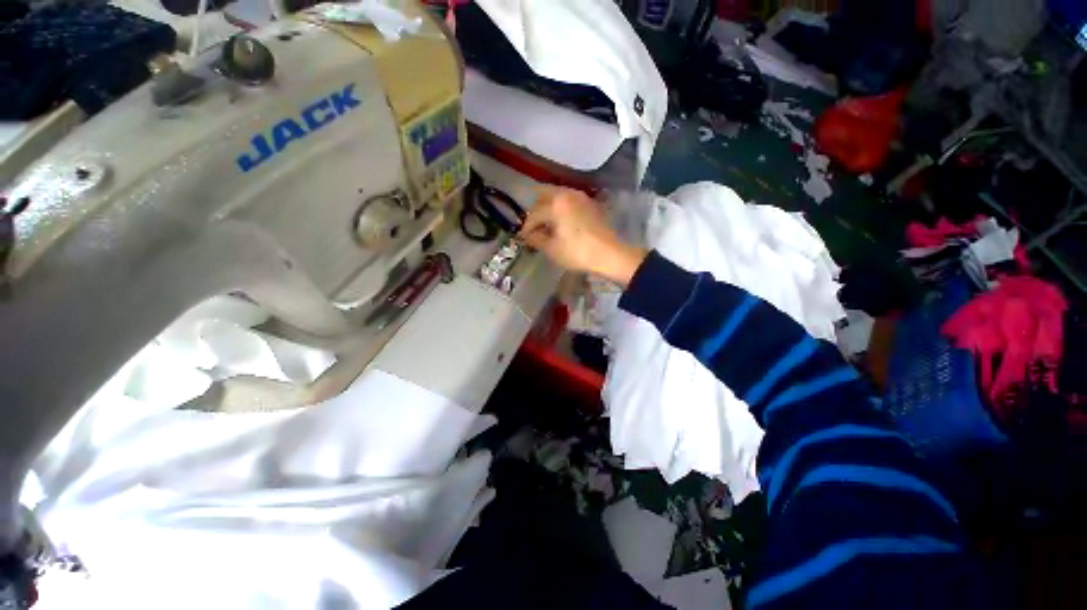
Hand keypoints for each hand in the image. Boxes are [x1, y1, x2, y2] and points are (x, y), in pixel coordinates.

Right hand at [519, 187, 646, 285]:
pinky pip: (569, 200)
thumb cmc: (577, 252)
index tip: (523, 238)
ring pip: (557, 196)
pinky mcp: (590, 203)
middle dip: (536, 212)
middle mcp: (567, 194)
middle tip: (534, 228)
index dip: (527, 228)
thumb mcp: (552, 249)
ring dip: (548, 208)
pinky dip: (561, 208)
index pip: (534, 214)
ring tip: (547, 225)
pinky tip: (561, 222)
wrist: (609, 254)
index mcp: (555, 203)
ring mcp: (580, 196)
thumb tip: (528, 235)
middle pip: (543, 197)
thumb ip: (536, 239)